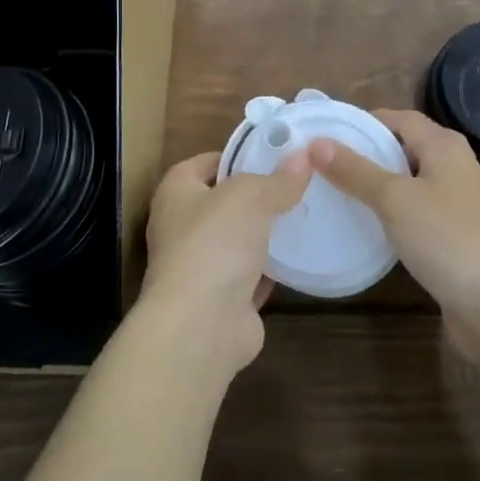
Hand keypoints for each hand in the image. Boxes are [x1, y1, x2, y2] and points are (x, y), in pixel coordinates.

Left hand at [138, 150, 309, 374]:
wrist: (201, 326)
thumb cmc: (214, 243)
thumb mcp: (251, 197)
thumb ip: (278, 179)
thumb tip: (303, 156)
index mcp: (176, 193)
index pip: (202, 163)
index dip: (233, 156)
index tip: (269, 154)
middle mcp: (181, 228)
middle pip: (221, 203)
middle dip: (254, 196)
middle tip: (293, 184)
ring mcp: (199, 267)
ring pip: (236, 241)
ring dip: (262, 234)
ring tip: (301, 216)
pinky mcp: (221, 301)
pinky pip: (249, 276)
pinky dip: (269, 270)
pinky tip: (298, 257)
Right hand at [311, 109, 479, 316]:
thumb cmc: (447, 238)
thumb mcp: (394, 199)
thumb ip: (355, 170)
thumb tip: (316, 143)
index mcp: (444, 145)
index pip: (398, 118)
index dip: (364, 122)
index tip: (326, 133)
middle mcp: (454, 166)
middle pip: (404, 147)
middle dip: (366, 153)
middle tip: (323, 163)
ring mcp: (456, 202)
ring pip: (408, 182)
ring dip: (377, 184)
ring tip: (335, 191)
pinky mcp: (454, 235)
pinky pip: (415, 211)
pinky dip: (391, 212)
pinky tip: (366, 225)